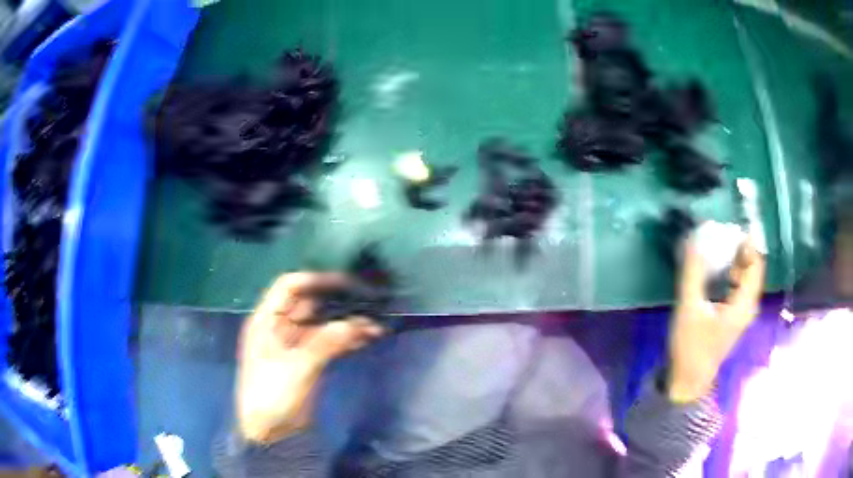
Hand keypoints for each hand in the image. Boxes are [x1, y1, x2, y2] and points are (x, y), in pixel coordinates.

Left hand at [236, 273, 383, 442]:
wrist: (270, 433)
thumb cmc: (272, 396)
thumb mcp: (297, 368)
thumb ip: (326, 343)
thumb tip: (358, 324)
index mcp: (267, 320)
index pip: (290, 286)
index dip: (316, 280)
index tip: (347, 283)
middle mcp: (281, 326)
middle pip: (311, 304)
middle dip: (339, 302)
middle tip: (369, 302)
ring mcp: (297, 343)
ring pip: (324, 323)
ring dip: (348, 323)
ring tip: (376, 326)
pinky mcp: (309, 359)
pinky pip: (330, 341)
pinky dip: (348, 339)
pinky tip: (368, 339)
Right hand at [668, 236, 764, 402]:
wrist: (687, 381)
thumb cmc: (690, 347)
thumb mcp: (688, 308)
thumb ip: (692, 273)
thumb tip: (694, 239)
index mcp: (743, 304)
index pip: (756, 265)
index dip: (748, 244)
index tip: (730, 229)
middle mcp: (747, 306)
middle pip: (752, 270)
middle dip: (740, 250)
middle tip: (722, 235)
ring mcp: (741, 313)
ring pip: (746, 278)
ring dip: (735, 261)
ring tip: (718, 248)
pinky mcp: (733, 318)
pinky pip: (739, 287)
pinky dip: (731, 274)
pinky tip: (717, 271)